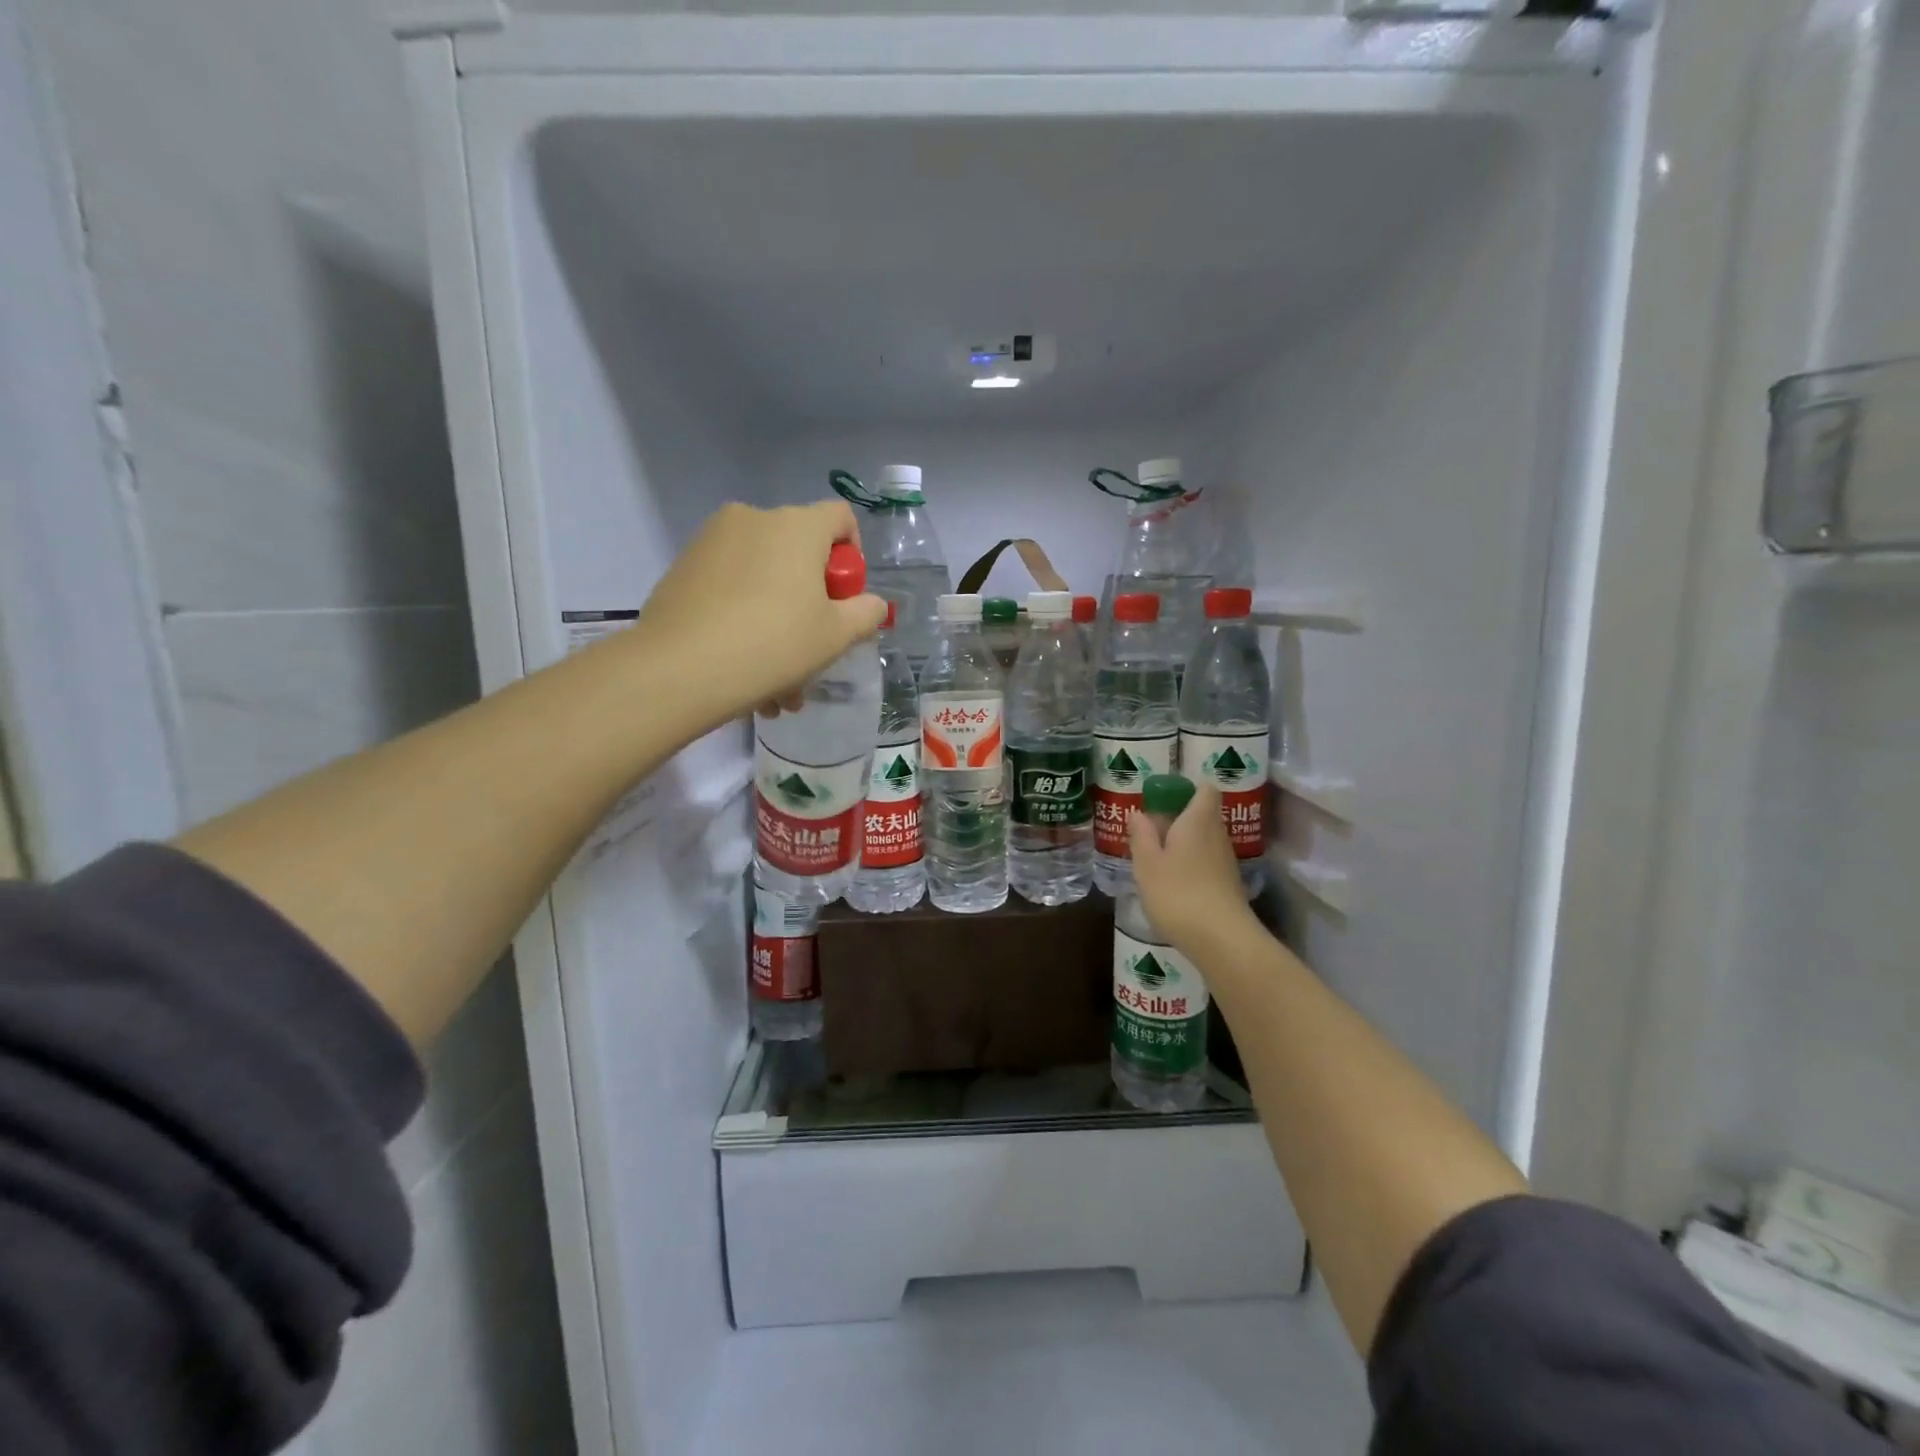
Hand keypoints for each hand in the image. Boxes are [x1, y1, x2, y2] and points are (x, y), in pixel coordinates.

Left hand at [631, 501, 887, 726]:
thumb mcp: (836, 635)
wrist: (680, 669)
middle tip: (812, 656)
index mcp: (796, 525)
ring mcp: (711, 542)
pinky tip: (744, 672)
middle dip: (811, 607)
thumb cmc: (774, 644)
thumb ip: (866, 613)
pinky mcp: (682, 569)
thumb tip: (870, 603)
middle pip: (799, 555)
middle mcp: (753, 519)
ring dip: (778, 626)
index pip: (841, 518)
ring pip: (763, 581)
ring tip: (777, 688)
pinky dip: (744, 622)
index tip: (845, 600)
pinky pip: (730, 590)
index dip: (853, 557)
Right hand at [1128, 785, 1259, 954]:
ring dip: (1183, 844)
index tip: (1165, 795)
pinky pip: (1207, 862)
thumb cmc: (1178, 893)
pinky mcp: (1228, 885)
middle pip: (1203, 814)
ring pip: (1204, 840)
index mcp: (1197, 820)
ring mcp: (1226, 861)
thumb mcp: (1147, 864)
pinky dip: (1191, 865)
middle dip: (1179, 818)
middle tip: (1149, 830)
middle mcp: (1217, 834)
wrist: (1222, 940)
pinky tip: (1172, 883)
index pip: (1204, 789)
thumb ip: (1141, 836)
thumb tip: (1138, 813)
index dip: (1188, 786)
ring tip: (1155, 859)